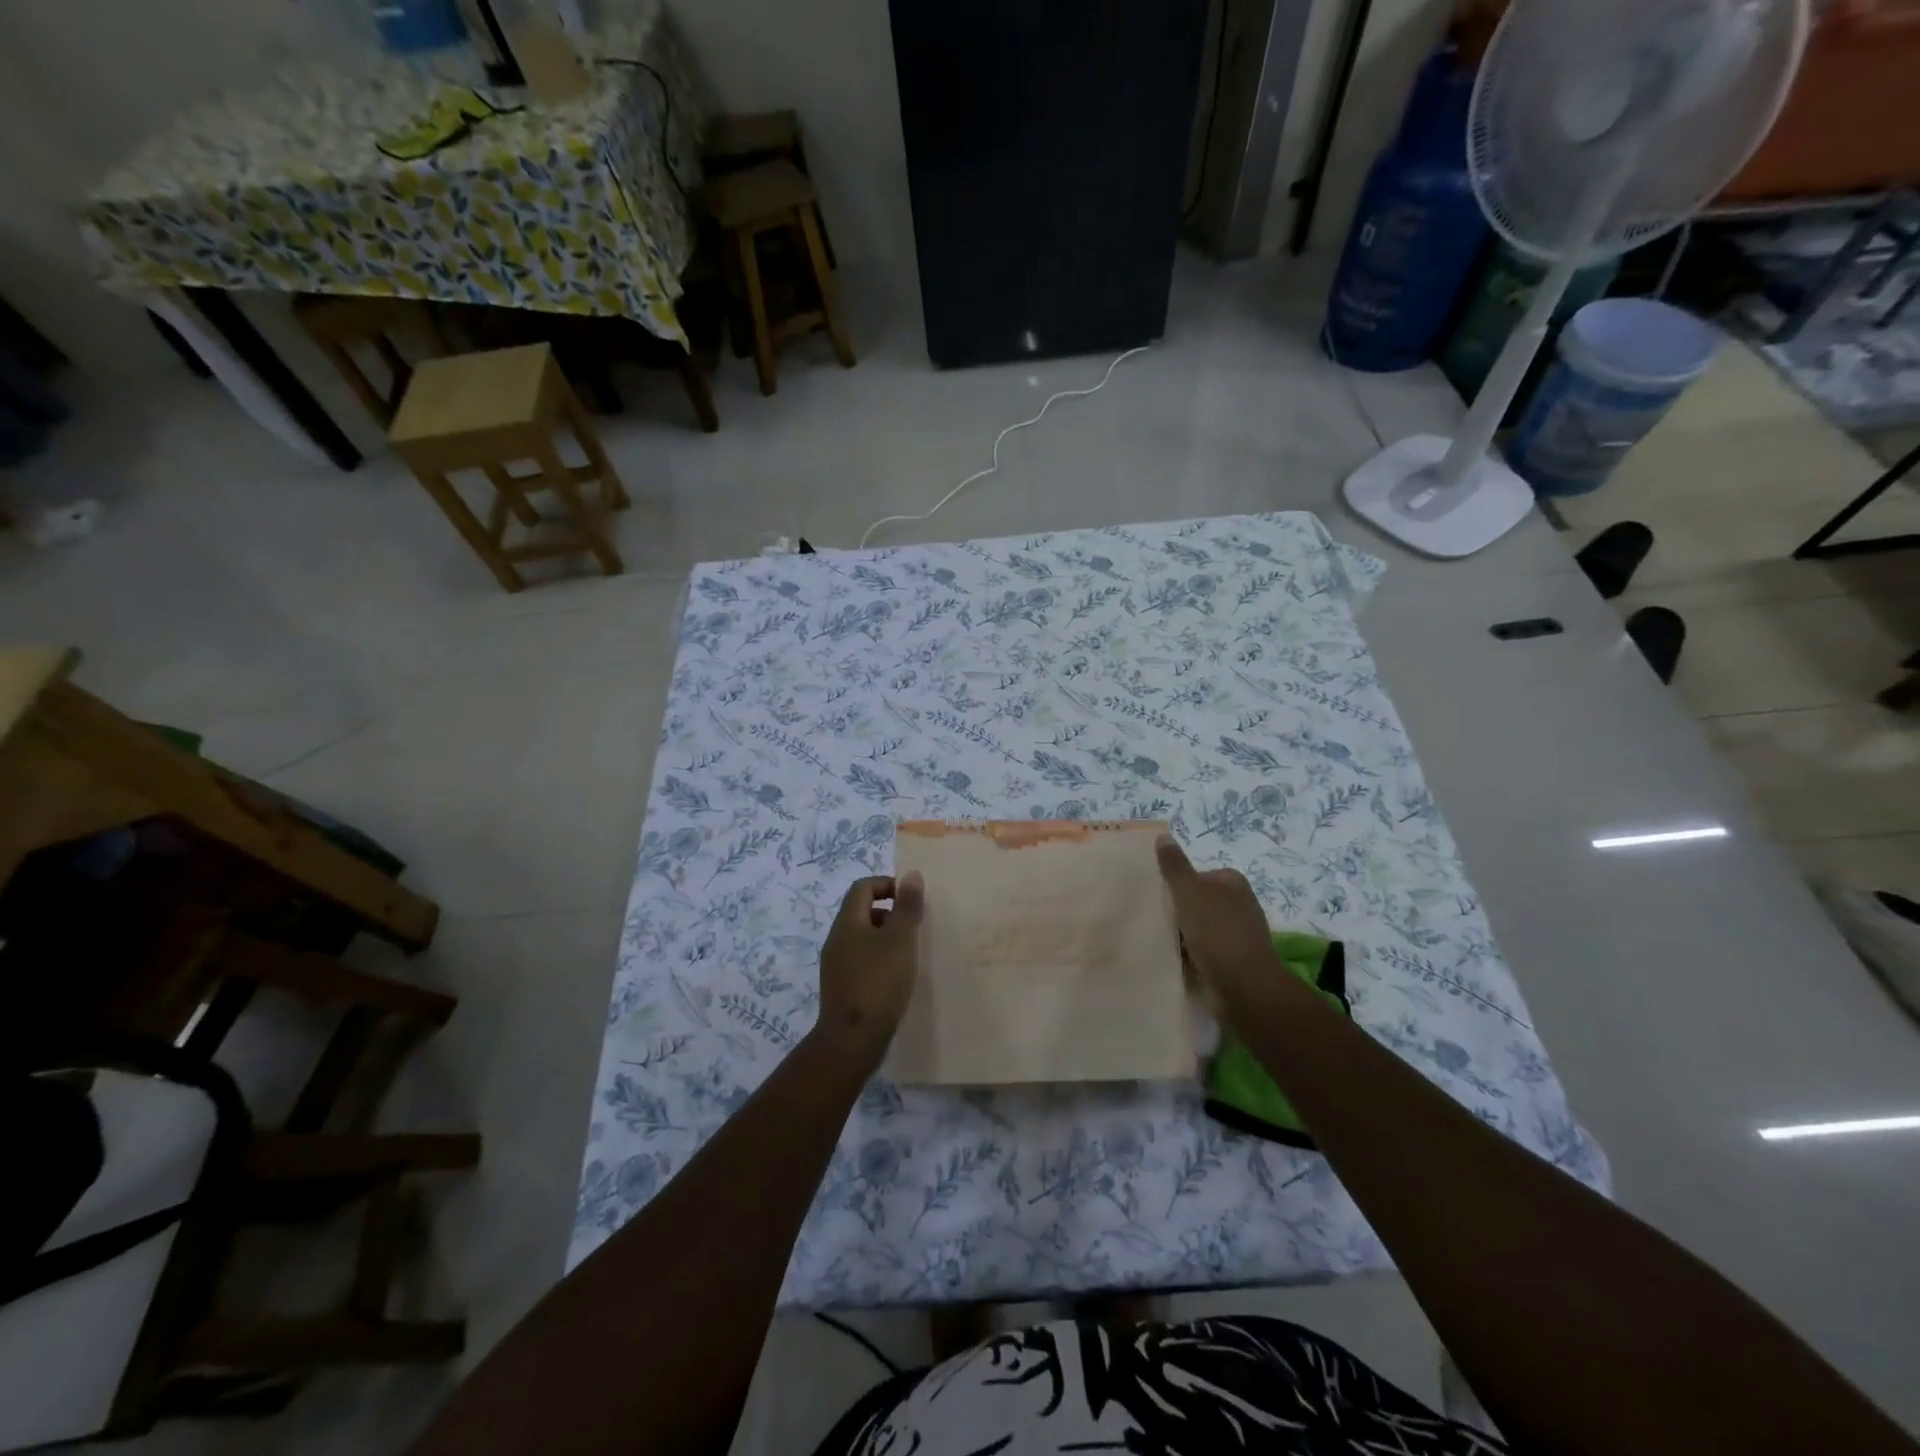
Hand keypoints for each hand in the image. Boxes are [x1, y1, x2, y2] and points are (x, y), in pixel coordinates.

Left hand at [815, 873, 923, 1065]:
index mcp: (847, 923)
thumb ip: (907, 907)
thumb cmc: (879, 982)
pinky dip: (881, 961)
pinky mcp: (842, 988)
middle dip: (891, 913)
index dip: (888, 885)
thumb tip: (911, 874)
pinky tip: (898, 979)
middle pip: (862, 912)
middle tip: (915, 928)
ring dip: (887, 939)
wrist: (852, 1041)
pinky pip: (862, 962)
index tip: (912, 900)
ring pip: (863, 939)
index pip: (863, 887)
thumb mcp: (900, 940)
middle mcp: (837, 940)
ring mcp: (836, 966)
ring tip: (911, 955)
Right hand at [1156, 835, 1288, 1020]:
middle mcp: (1241, 906)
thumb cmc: (1216, 931)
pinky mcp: (1234, 963)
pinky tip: (1172, 959)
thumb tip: (1163, 836)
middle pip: (1201, 901)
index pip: (1203, 874)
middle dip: (1181, 908)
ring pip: (1201, 928)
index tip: (1160, 892)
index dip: (1181, 882)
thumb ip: (1175, 866)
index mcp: (1234, 884)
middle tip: (1154, 914)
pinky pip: (1204, 952)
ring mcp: (1239, 936)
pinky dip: (1190, 955)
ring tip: (1158, 937)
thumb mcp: (1189, 891)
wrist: (1243, 986)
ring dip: (1184, 934)